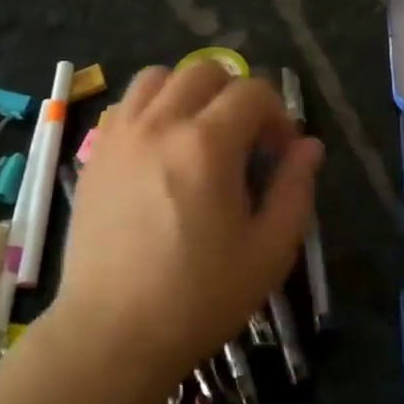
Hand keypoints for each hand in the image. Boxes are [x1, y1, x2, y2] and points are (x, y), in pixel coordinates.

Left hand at [51, 62, 322, 397]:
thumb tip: (309, 145)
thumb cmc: (198, 297)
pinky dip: (151, 109)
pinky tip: (161, 150)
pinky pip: (126, 105)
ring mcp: (120, 136)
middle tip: (245, 141)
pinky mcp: (94, 154)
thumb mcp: (268, 251)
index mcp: (207, 145)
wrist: (113, 333)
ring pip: (158, 77)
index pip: (252, 92)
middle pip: (204, 71)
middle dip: (236, 95)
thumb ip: (295, 189)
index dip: (277, 114)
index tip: (280, 153)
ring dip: (189, 93)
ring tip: (199, 135)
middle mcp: (159, 125)